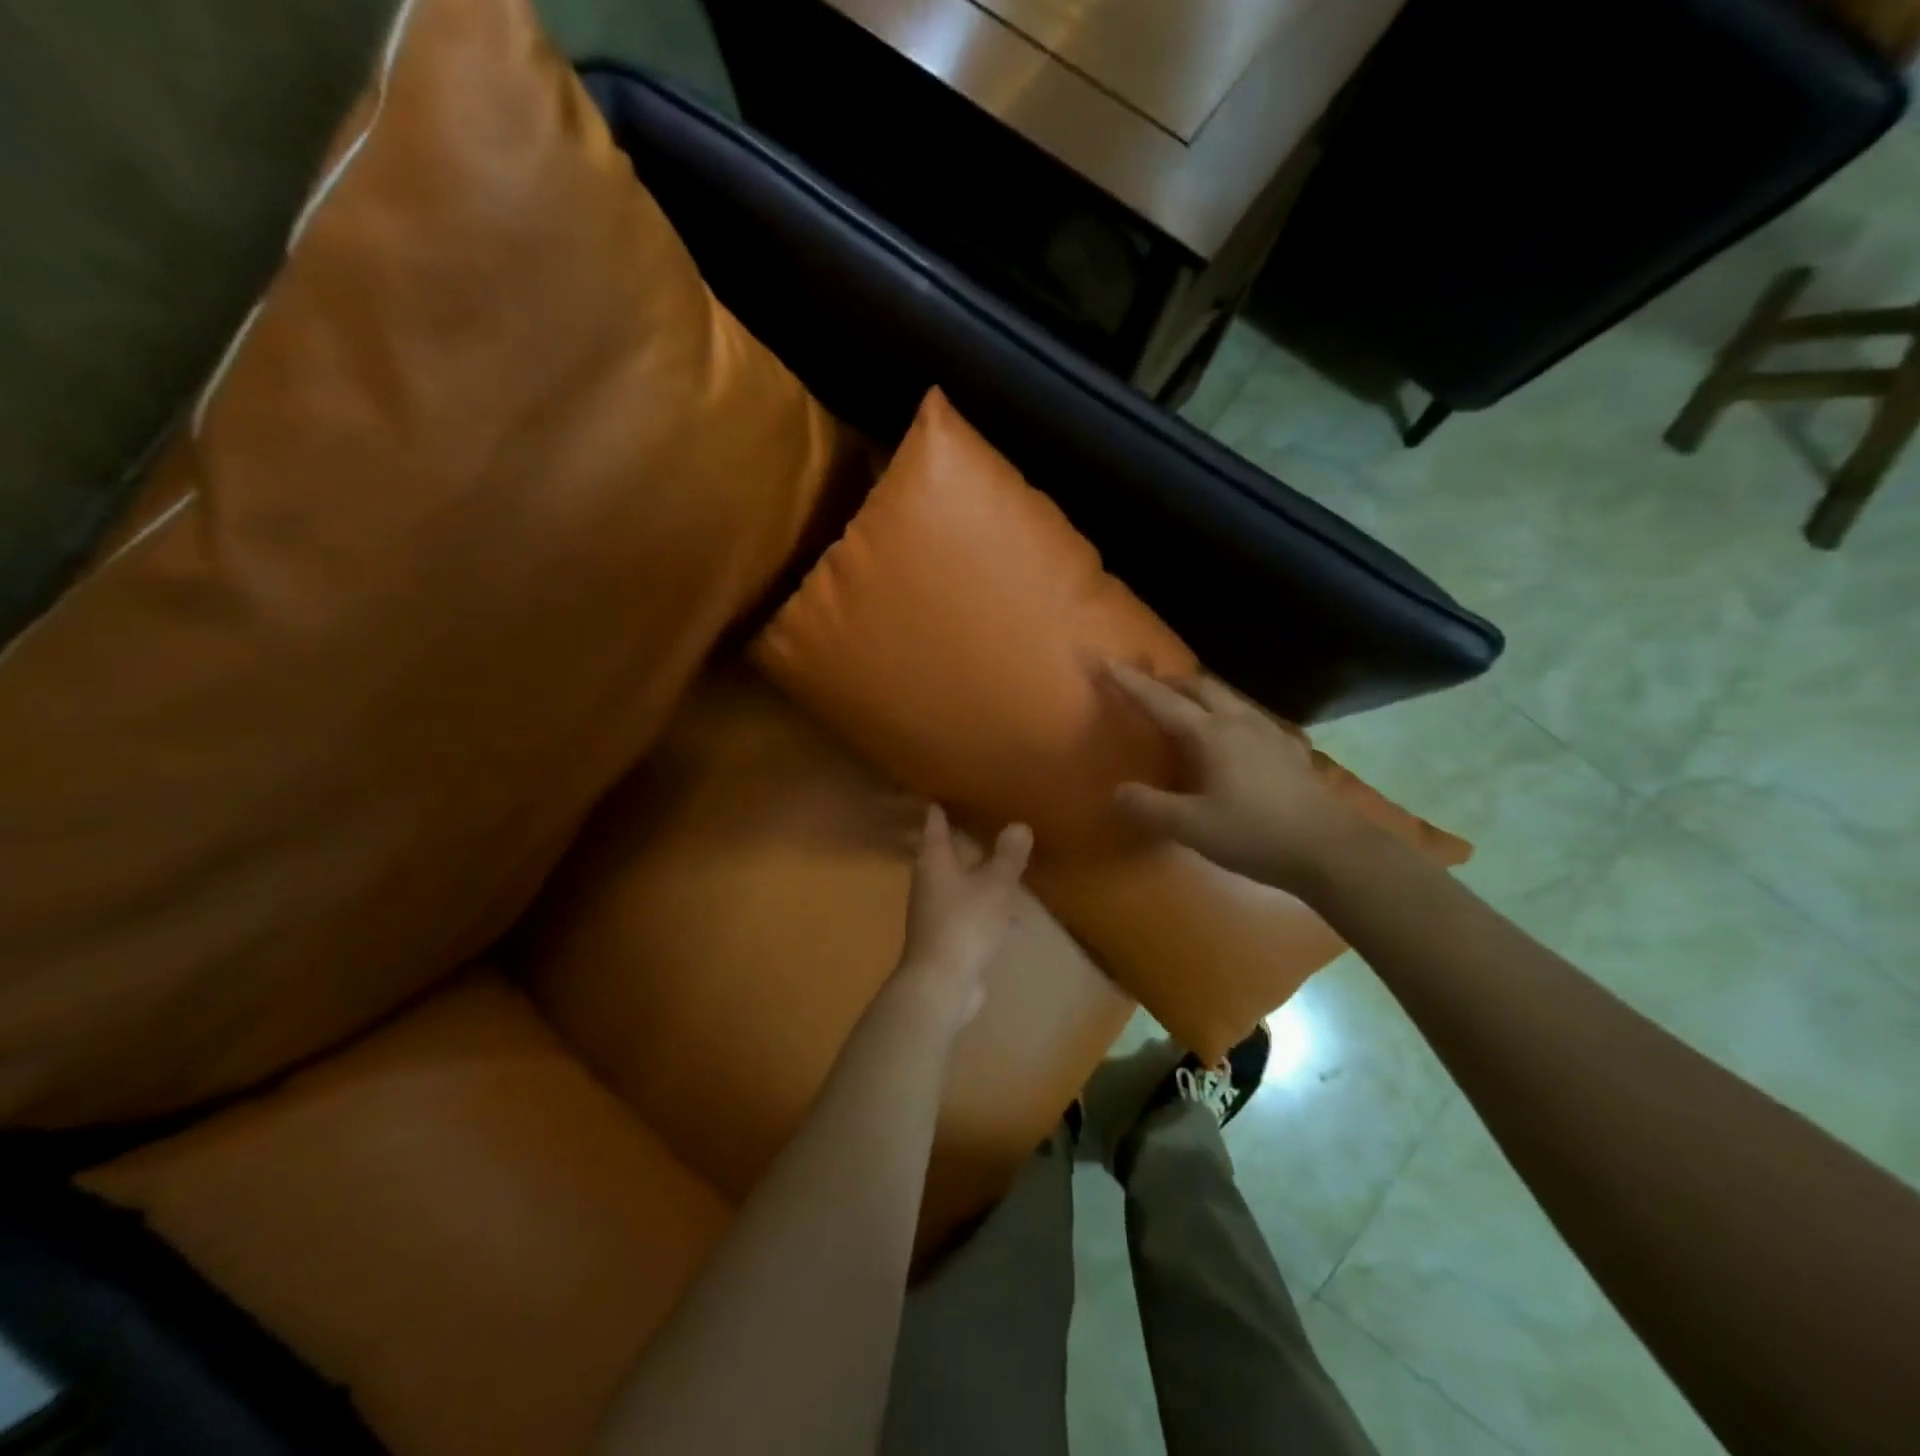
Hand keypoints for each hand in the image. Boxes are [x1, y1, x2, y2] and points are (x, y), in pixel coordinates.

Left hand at [889, 806, 1033, 1039]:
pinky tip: (1013, 917)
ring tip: (1004, 866)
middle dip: (962, 842)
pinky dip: (987, 909)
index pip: (934, 826)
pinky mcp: (948, 938)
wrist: (942, 985)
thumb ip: (1007, 857)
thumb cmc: (965, 925)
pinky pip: (970, 913)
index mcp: (934, 863)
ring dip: (979, 877)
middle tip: (983, 821)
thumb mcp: (994, 887)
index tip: (941, 793)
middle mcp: (929, 883)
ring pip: (960, 886)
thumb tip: (1018, 824)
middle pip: (945, 855)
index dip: (938, 810)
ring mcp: (936, 913)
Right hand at [1104, 661, 1359, 895]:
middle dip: (1168, 682)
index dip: (1131, 683)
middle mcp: (1239, 722)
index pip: (1161, 701)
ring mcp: (1270, 732)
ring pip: (1228, 697)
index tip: (1107, 661)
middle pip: (1199, 686)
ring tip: (1185, 709)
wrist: (1329, 849)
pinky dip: (1228, 715)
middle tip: (1147, 689)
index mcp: (1211, 735)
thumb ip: (1149, 807)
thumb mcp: (1192, 827)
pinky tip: (1234, 738)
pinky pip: (1250, 717)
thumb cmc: (1255, 834)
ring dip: (1200, 694)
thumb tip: (1116, 792)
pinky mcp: (1290, 749)